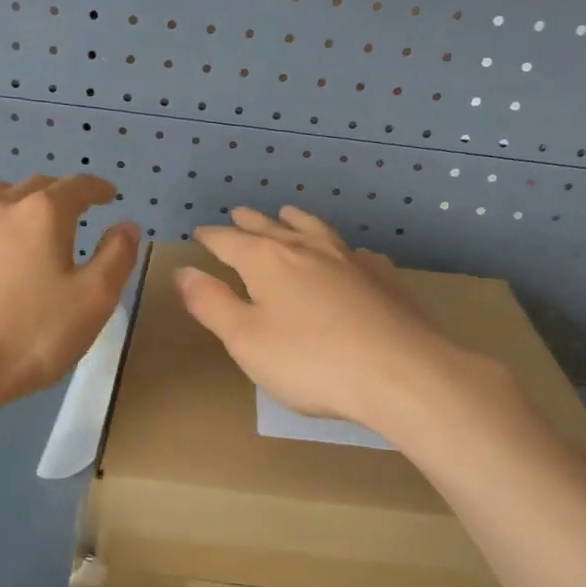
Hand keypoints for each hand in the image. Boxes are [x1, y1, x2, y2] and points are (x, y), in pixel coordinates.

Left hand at [0, 174, 139, 414]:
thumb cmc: (31, 336)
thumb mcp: (94, 301)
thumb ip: (116, 256)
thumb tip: (125, 225)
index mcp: (43, 214)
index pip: (77, 186)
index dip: (97, 188)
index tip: (109, 195)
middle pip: (34, 186)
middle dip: (58, 194)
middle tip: (73, 213)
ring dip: (13, 201)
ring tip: (23, 220)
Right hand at [175, 206, 466, 436]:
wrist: (401, 373)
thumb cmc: (311, 361)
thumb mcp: (246, 339)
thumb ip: (211, 304)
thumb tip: (184, 272)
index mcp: (268, 262)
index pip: (230, 242)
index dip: (212, 238)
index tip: (200, 233)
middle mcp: (308, 250)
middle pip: (272, 229)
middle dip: (251, 223)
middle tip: (239, 213)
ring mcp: (350, 261)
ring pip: (316, 231)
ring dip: (295, 221)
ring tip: (286, 213)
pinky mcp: (383, 279)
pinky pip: (355, 253)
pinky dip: (341, 249)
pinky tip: (348, 256)